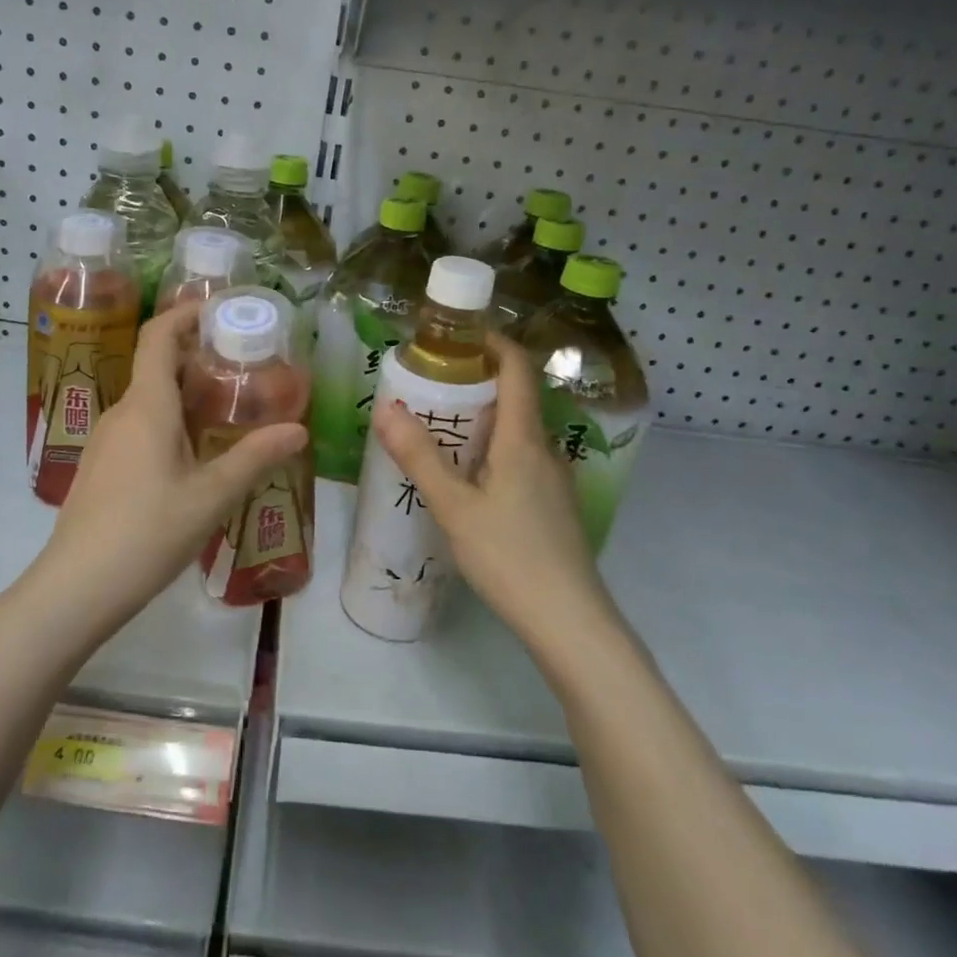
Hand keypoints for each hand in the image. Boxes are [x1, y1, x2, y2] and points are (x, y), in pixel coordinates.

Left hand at [41, 301, 307, 618]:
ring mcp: (105, 440)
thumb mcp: (212, 496)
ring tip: (227, 409)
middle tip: (243, 365)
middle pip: (156, 366)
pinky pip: (138, 426)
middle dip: (197, 357)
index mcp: (147, 406)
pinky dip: (169, 421)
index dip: (184, 313)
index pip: (158, 336)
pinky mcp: (100, 466)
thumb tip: (299, 430)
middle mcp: (121, 412)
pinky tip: (194, 453)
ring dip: (184, 393)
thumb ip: (255, 457)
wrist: (78, 587)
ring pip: (148, 400)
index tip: (219, 309)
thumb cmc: (148, 532)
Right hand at [371, 334, 611, 650]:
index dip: (494, 342)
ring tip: (442, 433)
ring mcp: (556, 480)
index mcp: (524, 439)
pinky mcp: (556, 506)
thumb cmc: (509, 556)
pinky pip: (524, 461)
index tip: (458, 335)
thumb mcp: (454, 507)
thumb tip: (386, 407)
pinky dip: (496, 452)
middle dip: (478, 384)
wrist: (569, 621)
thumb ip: (420, 457)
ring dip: (486, 422)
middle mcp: (546, 450)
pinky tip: (470, 482)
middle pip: (517, 398)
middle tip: (432, 389)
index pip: (518, 368)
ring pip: (520, 433)